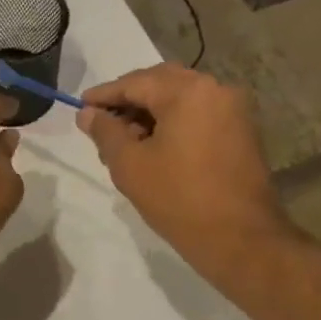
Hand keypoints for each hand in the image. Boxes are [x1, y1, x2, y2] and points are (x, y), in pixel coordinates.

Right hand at [77, 64, 293, 272]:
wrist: (238, 237)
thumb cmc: (177, 198)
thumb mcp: (129, 164)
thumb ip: (105, 132)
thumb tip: (87, 113)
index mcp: (187, 92)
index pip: (135, 82)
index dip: (104, 94)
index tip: (79, 106)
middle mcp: (215, 89)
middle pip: (161, 83)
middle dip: (129, 100)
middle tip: (101, 123)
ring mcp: (233, 109)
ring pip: (181, 98)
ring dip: (150, 112)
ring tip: (123, 141)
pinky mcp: (241, 131)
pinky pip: (198, 114)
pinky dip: (172, 122)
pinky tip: (153, 147)